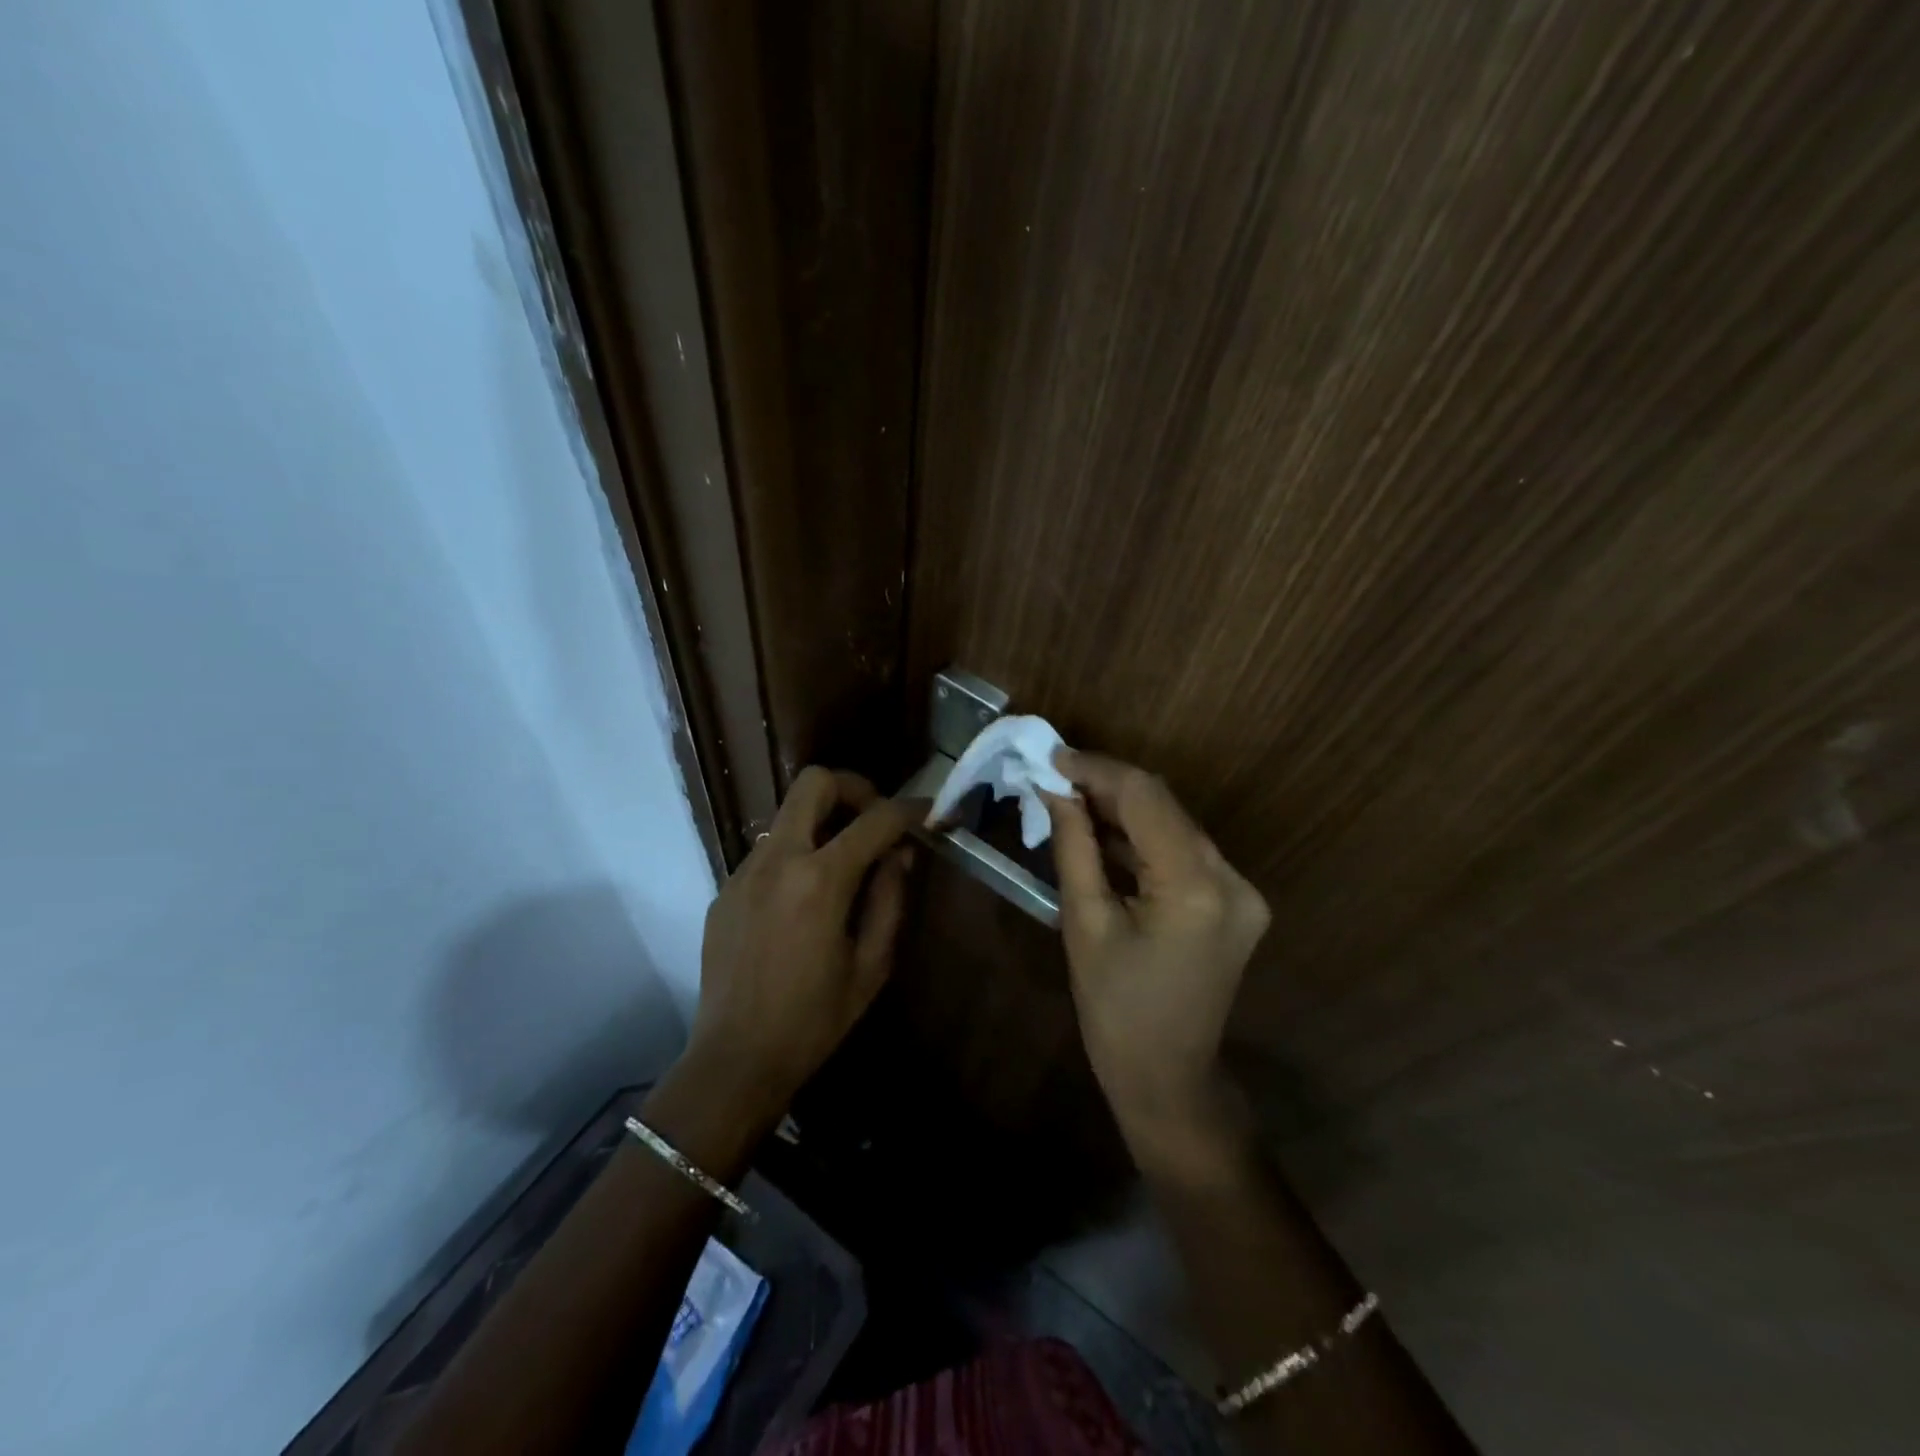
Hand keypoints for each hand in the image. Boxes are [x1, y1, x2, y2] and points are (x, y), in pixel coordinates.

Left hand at [688, 768, 917, 1121]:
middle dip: (854, 788)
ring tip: (842, 863)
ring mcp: (744, 872)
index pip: (875, 819)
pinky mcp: (725, 890)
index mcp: (821, 880)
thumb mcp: (872, 964)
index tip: (926, 815)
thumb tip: (899, 853)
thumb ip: (890, 898)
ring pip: (788, 814)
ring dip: (822, 822)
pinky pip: (768, 851)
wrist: (735, 1059)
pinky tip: (804, 898)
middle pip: (814, 782)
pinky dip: (796, 853)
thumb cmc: (814, 1019)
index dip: (909, 810)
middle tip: (874, 820)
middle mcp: (778, 860)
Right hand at [1042, 752, 1269, 1157]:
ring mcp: (1241, 891)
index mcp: (1195, 887)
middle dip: (1108, 787)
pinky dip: (1144, 839)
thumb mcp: (1084, 924)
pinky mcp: (1236, 902)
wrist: (1167, 1078)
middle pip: (1164, 807)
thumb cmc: (1114, 1010)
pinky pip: (1184, 852)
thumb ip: (1074, 847)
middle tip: (1056, 777)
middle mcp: (1232, 879)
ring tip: (1072, 799)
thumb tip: (1056, 789)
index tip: (1052, 757)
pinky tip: (1105, 834)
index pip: (1145, 799)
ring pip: (1175, 825)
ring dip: (1125, 811)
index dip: (1097, 770)